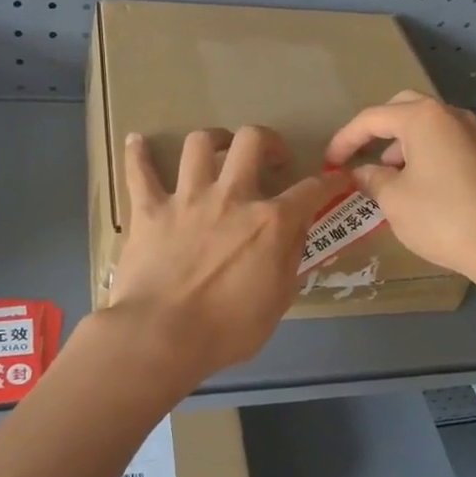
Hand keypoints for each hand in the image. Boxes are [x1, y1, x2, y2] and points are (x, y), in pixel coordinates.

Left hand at [107, 126, 348, 375]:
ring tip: (217, 149)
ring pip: (199, 144)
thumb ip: (291, 258)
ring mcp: (187, 199)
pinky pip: (139, 172)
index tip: (337, 179)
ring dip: (213, 140)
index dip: (330, 182)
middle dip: (267, 141)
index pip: (311, 191)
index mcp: (270, 222)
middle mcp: (231, 197)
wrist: (161, 336)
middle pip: (251, 141)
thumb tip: (298, 230)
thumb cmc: (227, 330)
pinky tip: (138, 142)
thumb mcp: (278, 301)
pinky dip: (138, 154)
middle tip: (270, 158)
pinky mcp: (149, 211)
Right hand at [324, 92, 475, 283]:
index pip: (372, 118)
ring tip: (394, 177)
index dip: (346, 139)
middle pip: (406, 110)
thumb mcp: (393, 200)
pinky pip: (455, 150)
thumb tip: (363, 173)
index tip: (330, 162)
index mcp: (423, 118)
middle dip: (380, 130)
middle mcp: (452, 118)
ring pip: (434, 128)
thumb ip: (373, 180)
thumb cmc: (440, 217)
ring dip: (409, 145)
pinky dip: (436, 160)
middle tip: (363, 155)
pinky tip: (433, 186)